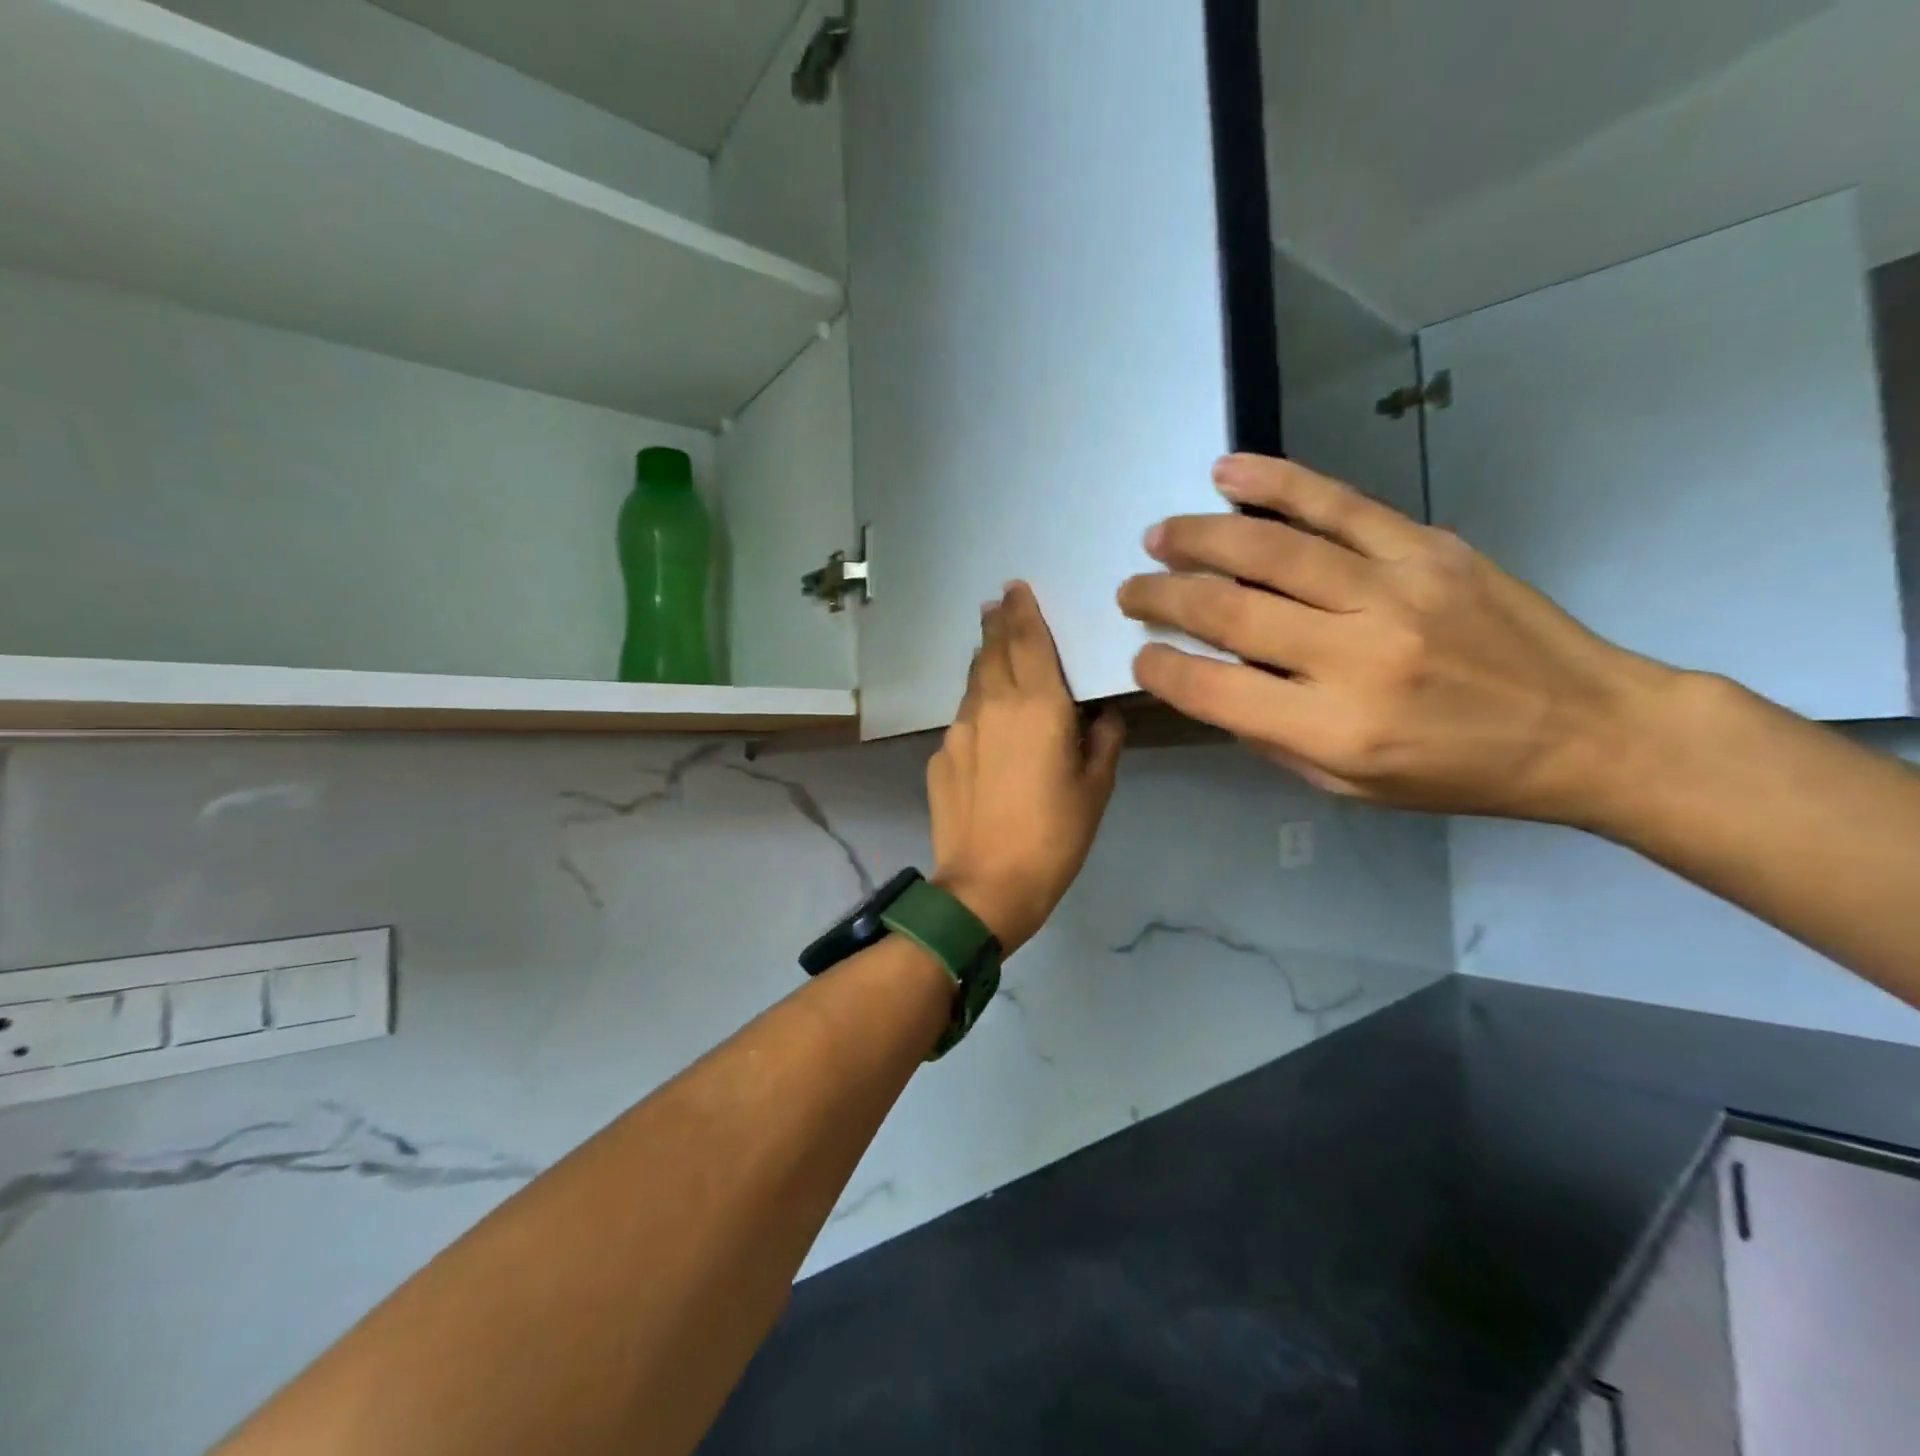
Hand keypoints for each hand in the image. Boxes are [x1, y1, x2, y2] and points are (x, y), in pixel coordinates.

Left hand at [929, 583, 1125, 953]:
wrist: (987, 885)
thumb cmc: (1054, 836)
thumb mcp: (1096, 788)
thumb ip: (1102, 741)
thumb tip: (1100, 716)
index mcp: (1037, 705)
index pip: (1027, 640)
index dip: (1022, 610)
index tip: (1015, 588)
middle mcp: (992, 705)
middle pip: (991, 651)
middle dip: (996, 624)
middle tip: (997, 604)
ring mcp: (959, 729)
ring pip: (972, 682)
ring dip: (983, 662)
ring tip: (992, 651)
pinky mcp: (940, 755)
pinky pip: (963, 720)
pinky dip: (977, 709)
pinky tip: (986, 727)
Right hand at [1117, 454, 1685, 827]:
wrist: (1585, 728)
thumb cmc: (1456, 773)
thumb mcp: (1348, 786)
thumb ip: (1271, 734)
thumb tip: (1210, 680)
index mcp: (1334, 729)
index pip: (1212, 688)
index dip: (1161, 667)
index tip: (1140, 654)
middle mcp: (1356, 655)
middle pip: (1229, 610)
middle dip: (1163, 597)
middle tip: (1131, 589)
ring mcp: (1394, 591)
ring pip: (1271, 550)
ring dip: (1200, 538)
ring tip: (1158, 535)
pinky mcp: (1428, 548)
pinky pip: (1338, 504)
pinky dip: (1276, 484)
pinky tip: (1227, 473)